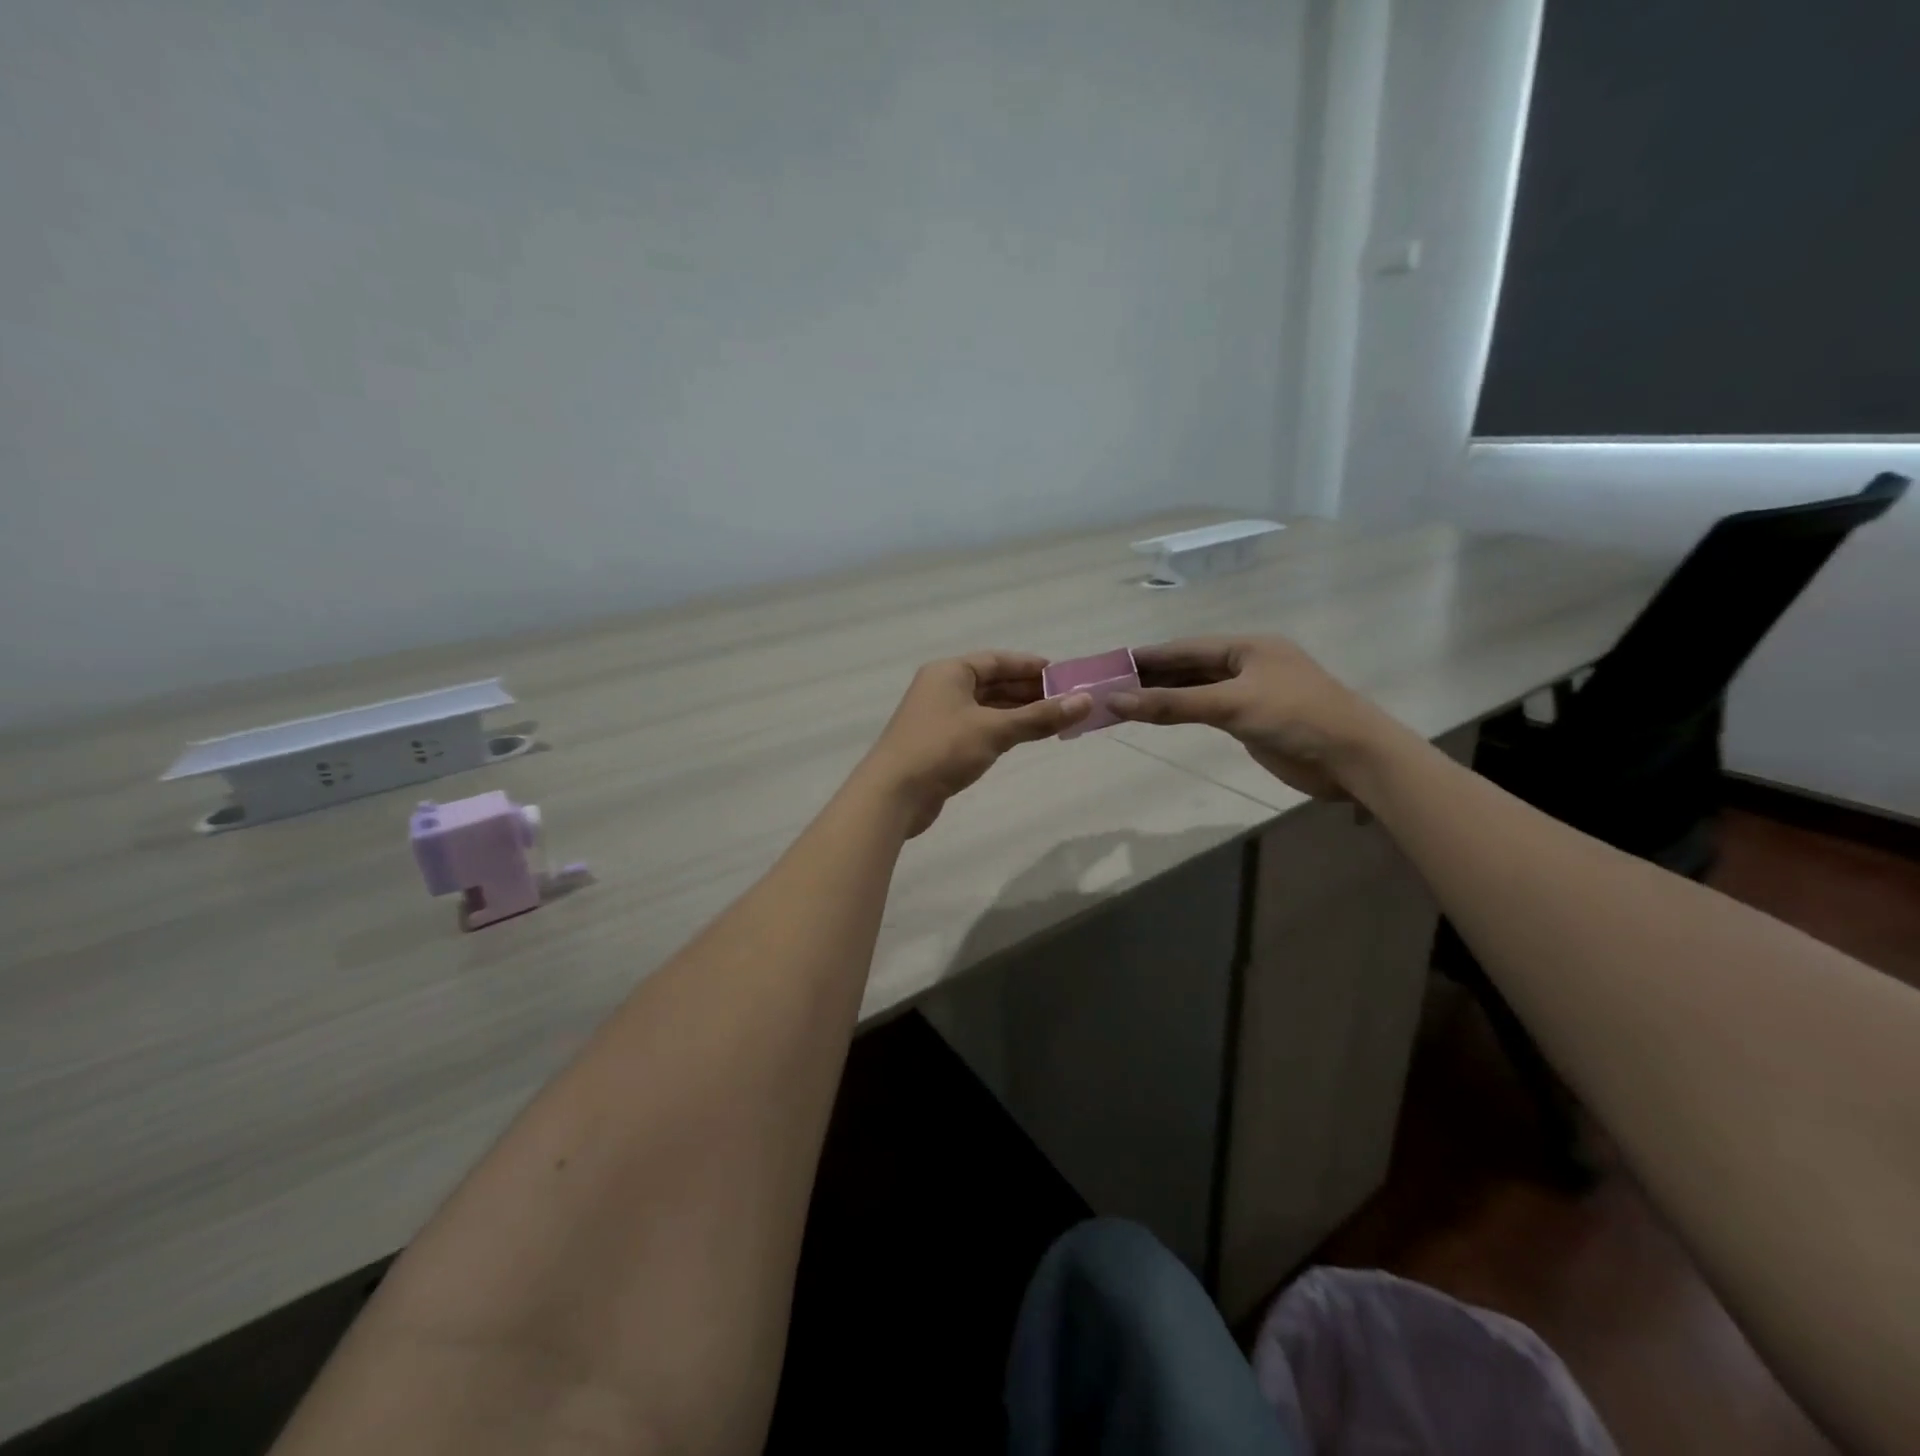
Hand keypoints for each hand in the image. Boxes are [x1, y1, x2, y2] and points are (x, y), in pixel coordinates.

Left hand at [859, 652, 1092, 836]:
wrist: (893, 794)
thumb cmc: (942, 749)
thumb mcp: (994, 730)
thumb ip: (1040, 717)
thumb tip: (1086, 702)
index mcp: (949, 672)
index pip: (997, 660)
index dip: (1030, 666)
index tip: (1063, 675)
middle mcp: (942, 688)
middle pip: (992, 683)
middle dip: (1028, 691)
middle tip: (1066, 700)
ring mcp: (939, 717)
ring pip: (986, 707)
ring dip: (1017, 712)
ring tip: (1054, 719)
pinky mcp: (939, 744)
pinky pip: (978, 727)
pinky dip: (1002, 729)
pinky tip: (1023, 737)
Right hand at [1109, 636, 1384, 799]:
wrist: (1352, 758)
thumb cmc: (1295, 717)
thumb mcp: (1230, 705)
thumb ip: (1173, 705)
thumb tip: (1115, 702)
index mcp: (1247, 647)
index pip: (1186, 648)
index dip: (1150, 656)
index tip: (1112, 662)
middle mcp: (1248, 665)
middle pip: (1191, 667)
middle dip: (1153, 676)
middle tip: (1111, 684)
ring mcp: (1252, 693)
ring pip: (1198, 690)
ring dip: (1166, 696)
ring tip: (1126, 701)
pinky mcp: (1254, 721)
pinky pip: (1209, 710)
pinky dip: (1183, 712)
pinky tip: (1161, 716)